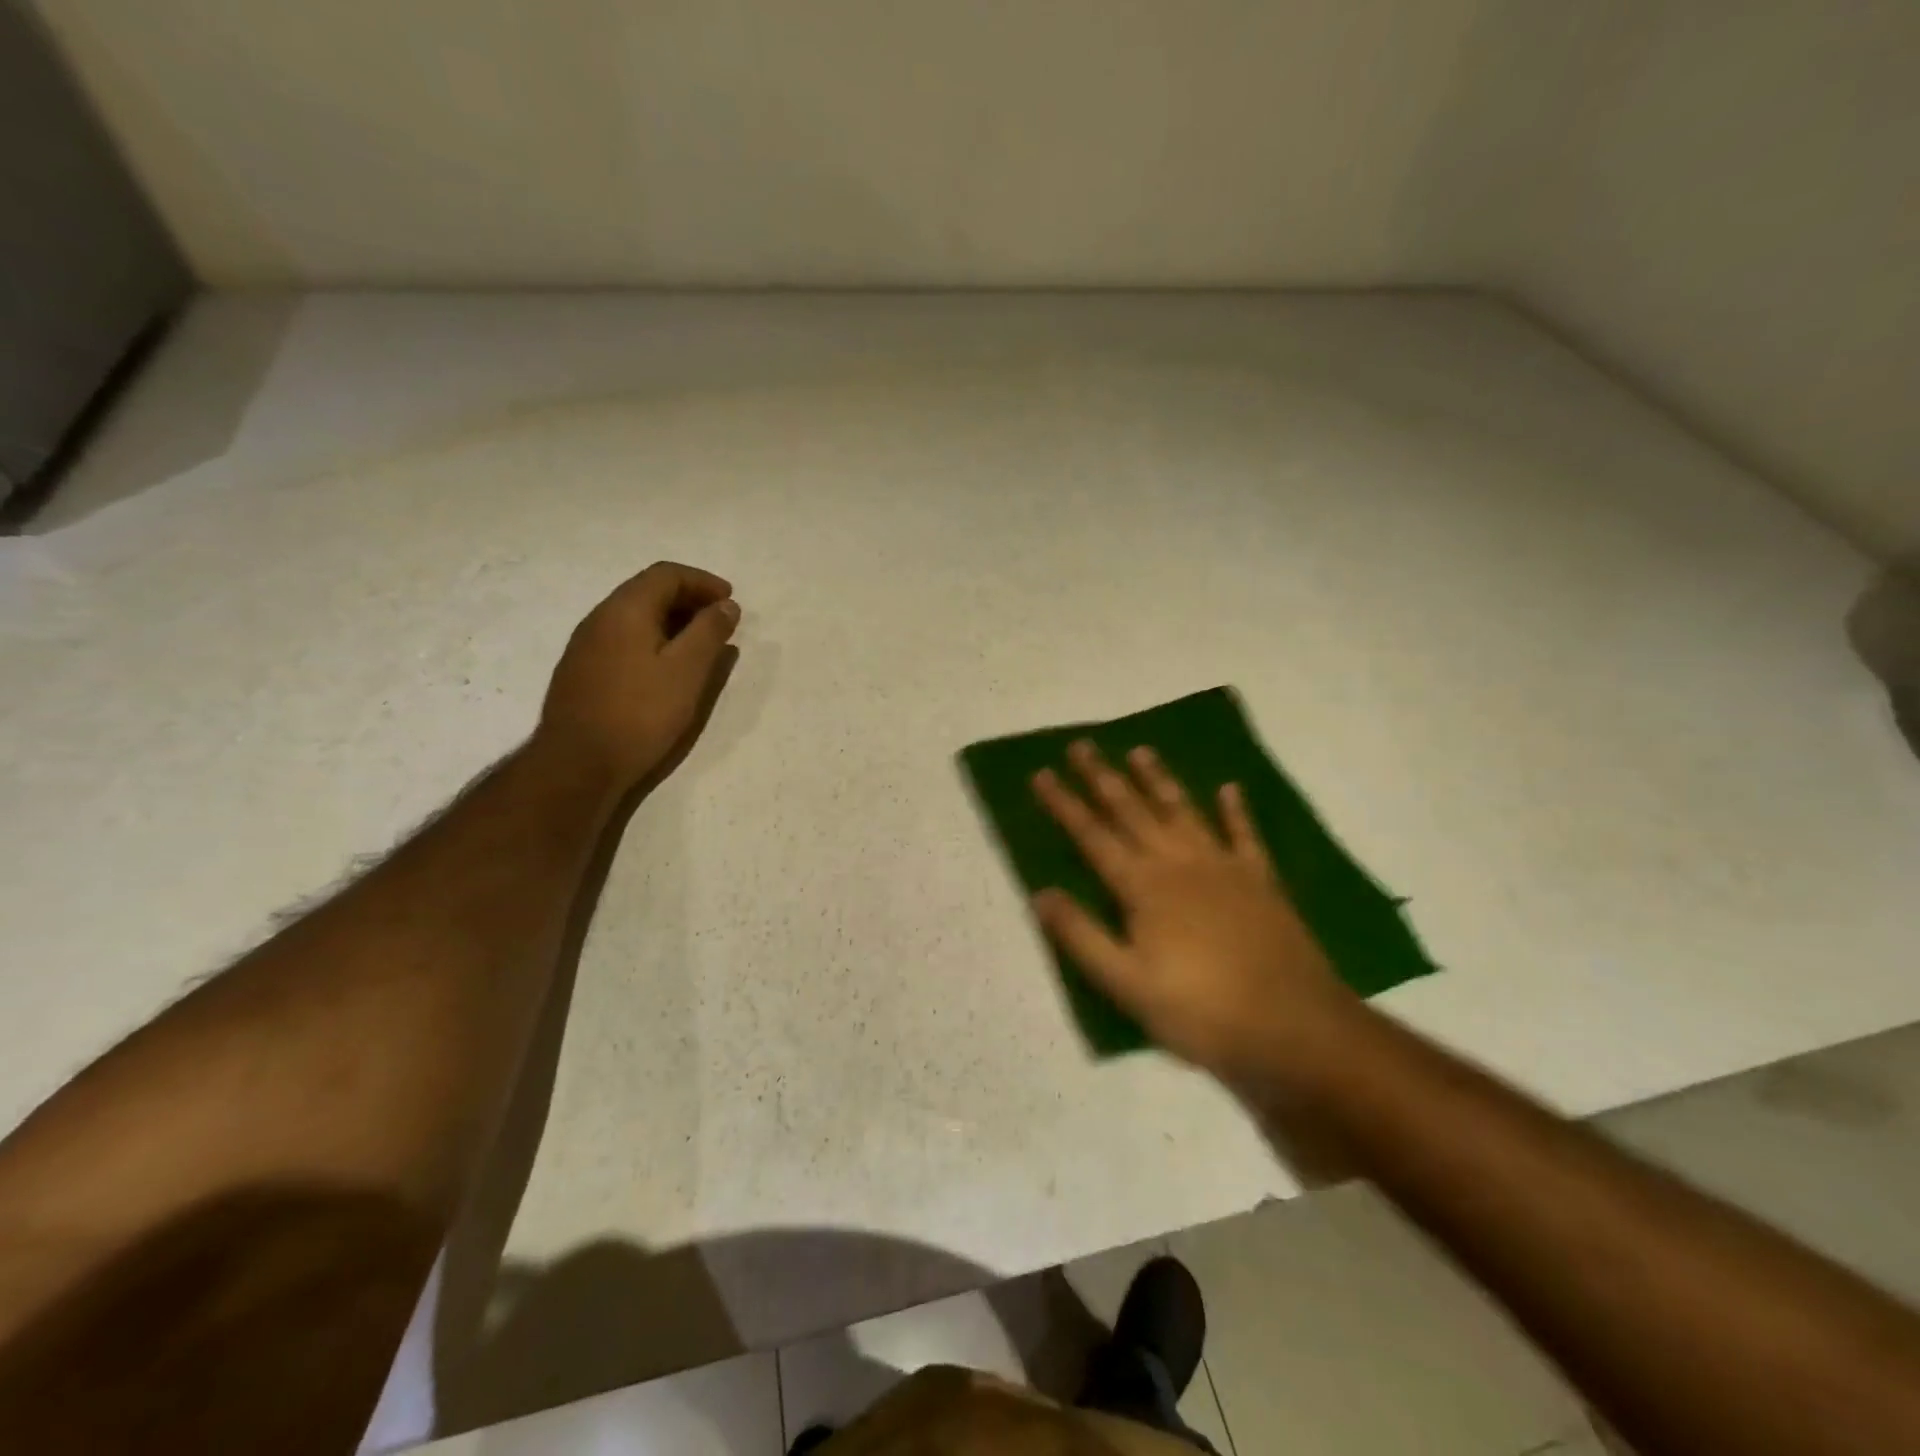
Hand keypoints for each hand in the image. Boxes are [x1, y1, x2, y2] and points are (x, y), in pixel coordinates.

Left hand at [539, 562, 739, 789]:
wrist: (578, 763)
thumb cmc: (640, 713)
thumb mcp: (687, 671)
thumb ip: (709, 632)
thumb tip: (726, 605)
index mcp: (626, 609)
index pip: (667, 574)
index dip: (703, 581)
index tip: (731, 600)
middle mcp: (600, 617)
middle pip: (648, 591)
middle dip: (689, 599)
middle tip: (720, 622)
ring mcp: (586, 645)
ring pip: (635, 617)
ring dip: (672, 621)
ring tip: (700, 645)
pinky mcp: (583, 671)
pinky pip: (624, 639)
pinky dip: (653, 640)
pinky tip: (667, 668)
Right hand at [1032, 741, 1363, 1086]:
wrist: (1294, 1028)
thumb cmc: (1201, 1011)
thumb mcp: (1128, 985)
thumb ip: (1082, 936)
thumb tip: (1040, 892)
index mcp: (1143, 887)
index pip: (1092, 836)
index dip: (1064, 804)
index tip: (1041, 773)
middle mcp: (1179, 863)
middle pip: (1132, 811)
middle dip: (1102, 777)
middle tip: (1081, 745)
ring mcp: (1224, 867)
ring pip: (1182, 811)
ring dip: (1158, 780)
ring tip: (1140, 750)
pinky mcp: (1261, 881)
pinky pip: (1244, 835)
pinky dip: (1235, 810)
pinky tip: (1229, 788)